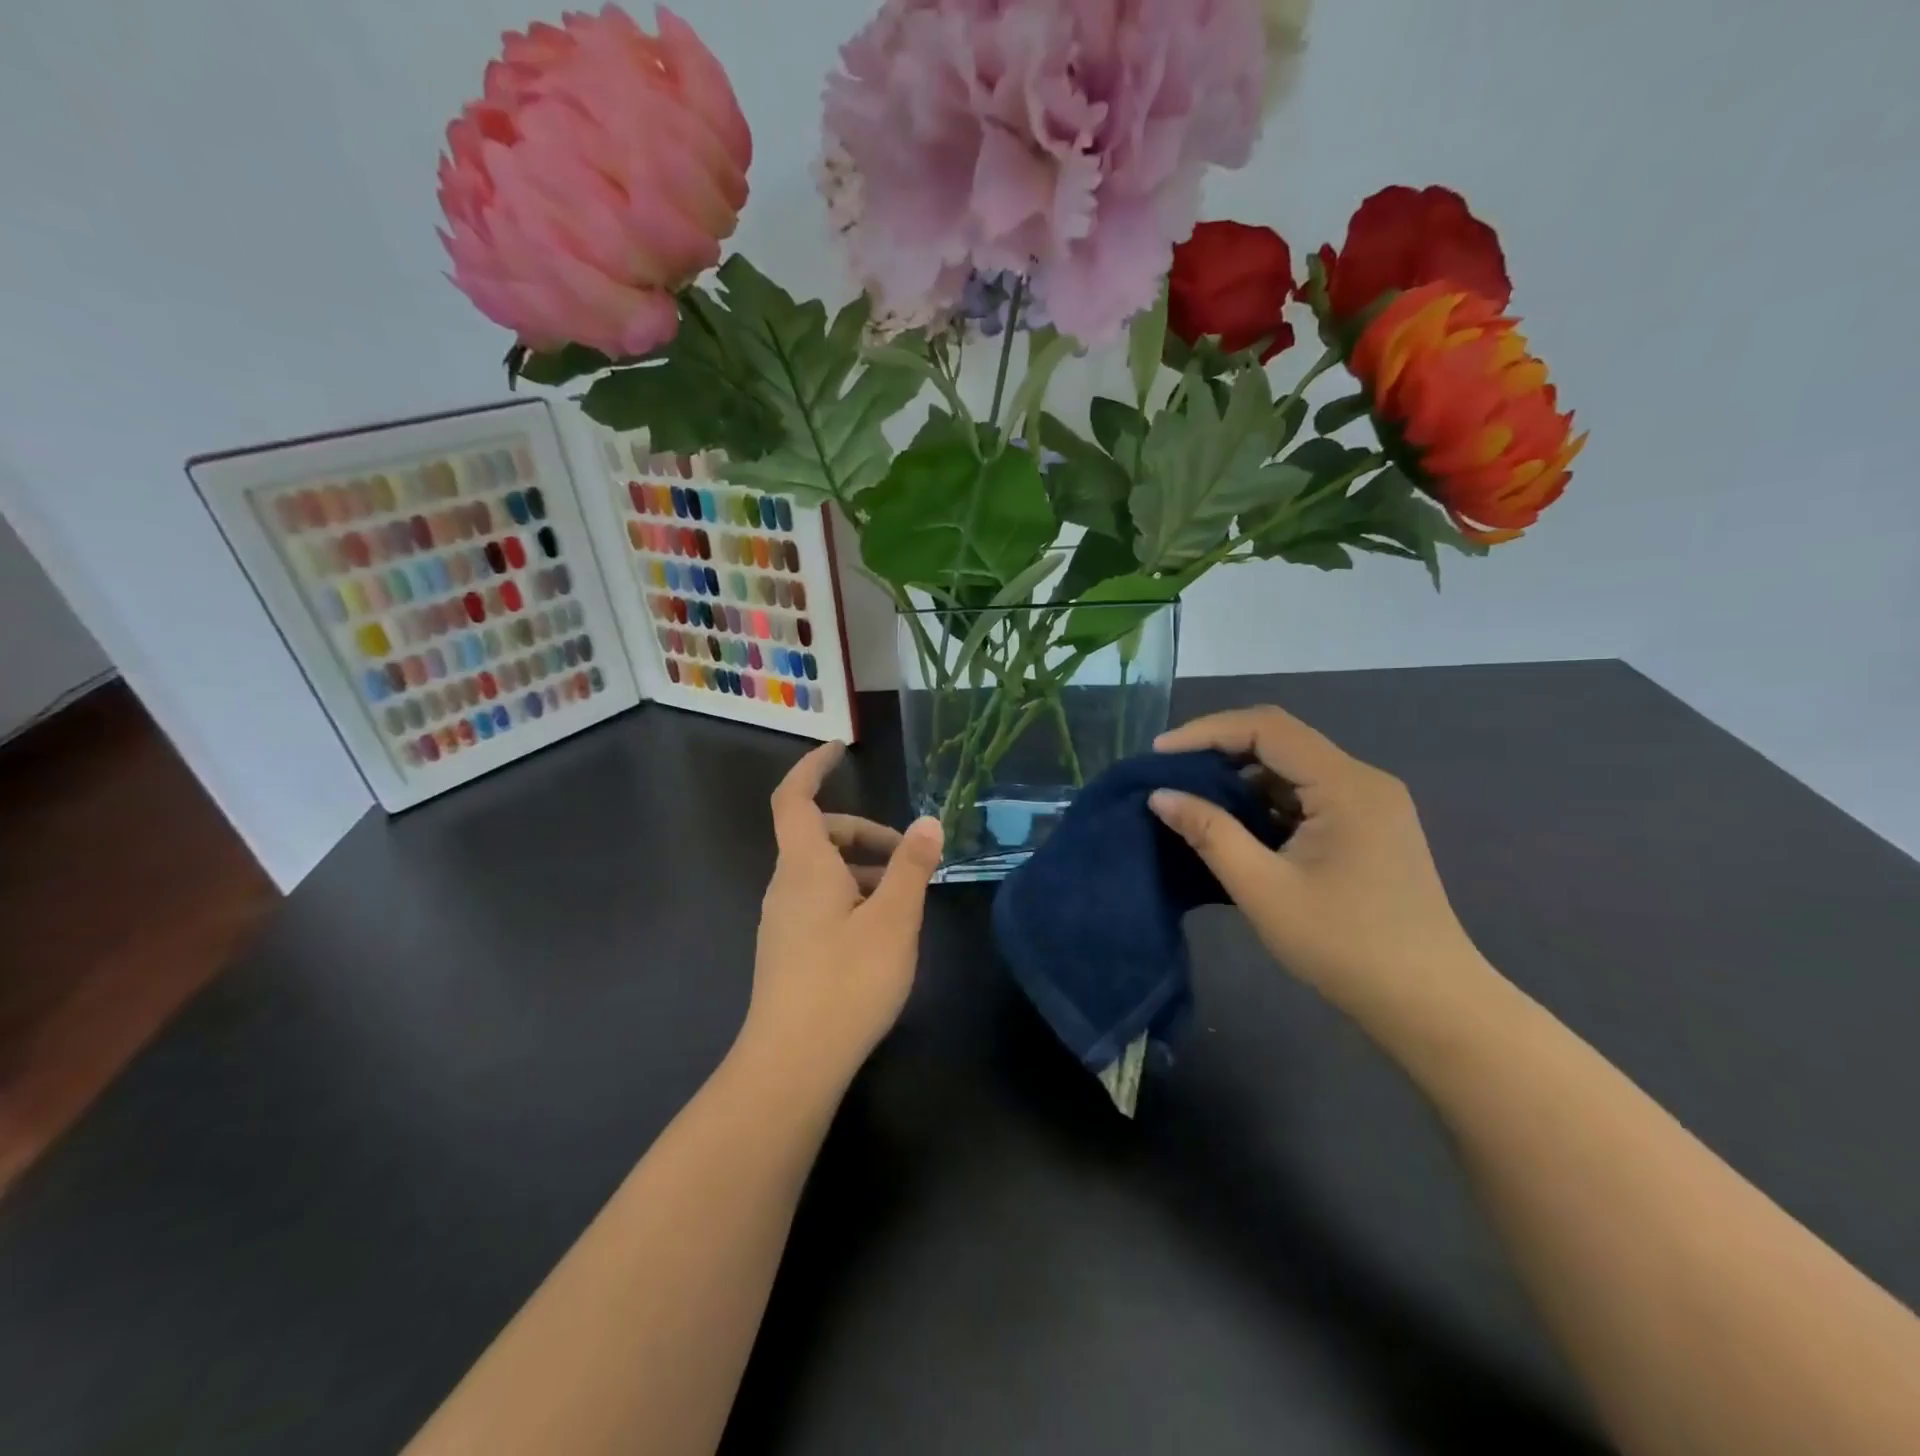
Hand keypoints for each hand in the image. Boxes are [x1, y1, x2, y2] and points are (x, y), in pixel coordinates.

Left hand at [742, 742, 943, 1091]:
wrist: (792, 1064)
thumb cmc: (847, 981)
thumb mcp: (894, 919)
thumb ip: (912, 866)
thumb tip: (929, 821)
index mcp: (804, 866)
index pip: (796, 797)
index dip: (813, 767)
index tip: (838, 748)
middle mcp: (785, 885)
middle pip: (818, 835)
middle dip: (863, 832)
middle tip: (909, 853)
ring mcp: (782, 920)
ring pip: (822, 873)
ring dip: (862, 869)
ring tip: (905, 898)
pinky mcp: (788, 950)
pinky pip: (819, 902)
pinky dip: (851, 897)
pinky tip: (882, 933)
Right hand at [1148, 706, 1484, 1023]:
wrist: (1430, 1004)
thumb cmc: (1344, 945)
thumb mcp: (1263, 888)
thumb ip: (1209, 833)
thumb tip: (1160, 795)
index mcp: (1346, 785)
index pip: (1266, 728)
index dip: (1206, 731)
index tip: (1158, 754)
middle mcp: (1363, 781)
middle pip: (1281, 741)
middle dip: (1219, 751)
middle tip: (1169, 774)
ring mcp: (1370, 804)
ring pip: (1293, 769)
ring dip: (1241, 779)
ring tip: (1192, 799)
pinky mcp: (1368, 828)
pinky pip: (1307, 796)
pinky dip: (1266, 802)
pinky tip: (1236, 826)